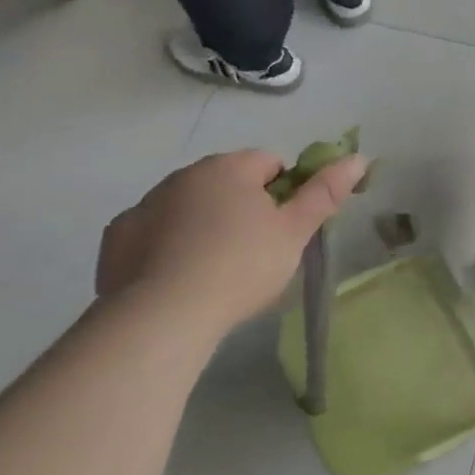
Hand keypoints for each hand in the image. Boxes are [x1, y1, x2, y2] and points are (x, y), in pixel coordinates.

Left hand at [96, 149, 365, 328]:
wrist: (162, 317)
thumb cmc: (241, 267)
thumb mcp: (295, 232)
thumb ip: (326, 193)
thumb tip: (358, 158)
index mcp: (229, 168)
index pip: (269, 163)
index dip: (284, 193)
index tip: (284, 229)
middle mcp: (184, 175)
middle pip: (226, 182)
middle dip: (243, 207)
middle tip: (255, 252)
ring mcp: (144, 204)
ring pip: (188, 206)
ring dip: (203, 224)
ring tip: (214, 271)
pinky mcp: (116, 237)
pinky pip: (152, 232)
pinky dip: (165, 246)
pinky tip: (176, 278)